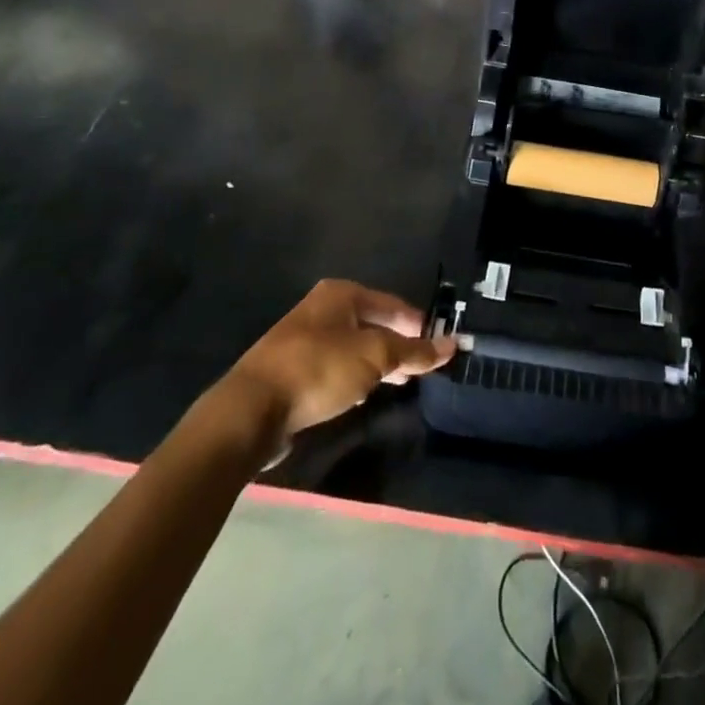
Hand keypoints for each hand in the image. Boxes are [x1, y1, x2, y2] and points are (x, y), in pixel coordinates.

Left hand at [209, 280, 454, 460]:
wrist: (250, 410)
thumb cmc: (319, 369)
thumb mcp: (375, 358)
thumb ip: (414, 352)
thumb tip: (453, 345)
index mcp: (342, 294)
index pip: (393, 303)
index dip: (418, 324)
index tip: (440, 345)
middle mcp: (322, 308)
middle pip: (373, 323)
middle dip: (398, 344)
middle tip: (421, 367)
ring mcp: (304, 338)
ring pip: (354, 346)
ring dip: (376, 363)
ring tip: (398, 383)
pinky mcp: (292, 369)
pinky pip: (334, 366)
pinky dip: (352, 375)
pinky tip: (361, 393)